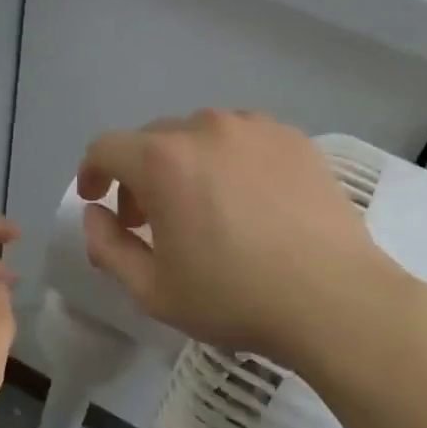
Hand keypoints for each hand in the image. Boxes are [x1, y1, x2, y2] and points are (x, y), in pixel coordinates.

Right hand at [76, 110, 386, 367]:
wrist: (334, 299)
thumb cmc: (234, 299)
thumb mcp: (152, 290)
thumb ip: (107, 247)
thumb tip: (96, 214)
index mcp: (164, 161)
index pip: (107, 147)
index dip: (92, 172)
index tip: (97, 199)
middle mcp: (206, 128)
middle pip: (152, 139)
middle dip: (138, 175)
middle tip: (150, 219)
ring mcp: (256, 128)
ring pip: (200, 135)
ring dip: (184, 165)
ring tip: (203, 207)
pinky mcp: (294, 138)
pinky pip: (243, 139)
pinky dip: (228, 161)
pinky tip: (247, 200)